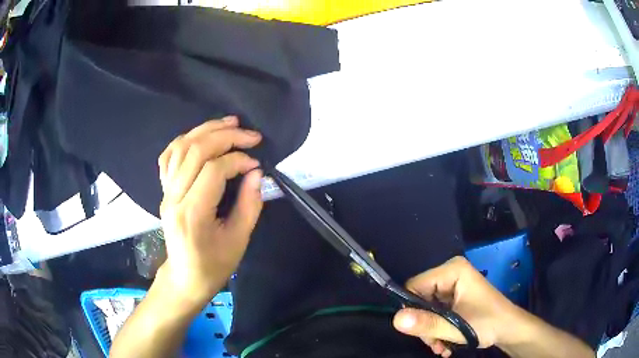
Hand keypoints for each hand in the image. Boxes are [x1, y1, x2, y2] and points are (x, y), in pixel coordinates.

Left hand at [156, 116, 262, 306]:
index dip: (238, 160)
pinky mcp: (163, 190)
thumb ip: (249, 204)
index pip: (213, 171)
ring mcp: (165, 192)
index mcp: (193, 214)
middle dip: (225, 136)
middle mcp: (174, 197)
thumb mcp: (239, 240)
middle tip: (250, 134)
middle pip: (195, 151)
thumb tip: (255, 172)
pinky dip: (185, 140)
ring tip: (229, 123)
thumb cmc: (214, 265)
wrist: (185, 277)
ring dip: (206, 130)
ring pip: (180, 147)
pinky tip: (201, 135)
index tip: (257, 163)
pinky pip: (168, 156)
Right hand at [393, 256, 519, 356]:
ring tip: (441, 347)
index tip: (419, 331)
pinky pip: (436, 312)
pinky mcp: (455, 297)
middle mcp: (451, 273)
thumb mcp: (457, 327)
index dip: (412, 309)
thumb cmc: (488, 323)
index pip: (415, 285)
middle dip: (425, 325)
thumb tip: (395, 320)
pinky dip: (437, 329)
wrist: (509, 329)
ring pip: (426, 309)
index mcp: (452, 270)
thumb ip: (427, 324)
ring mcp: (453, 285)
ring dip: (431, 331)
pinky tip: (445, 344)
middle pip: (420, 299)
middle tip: (434, 343)